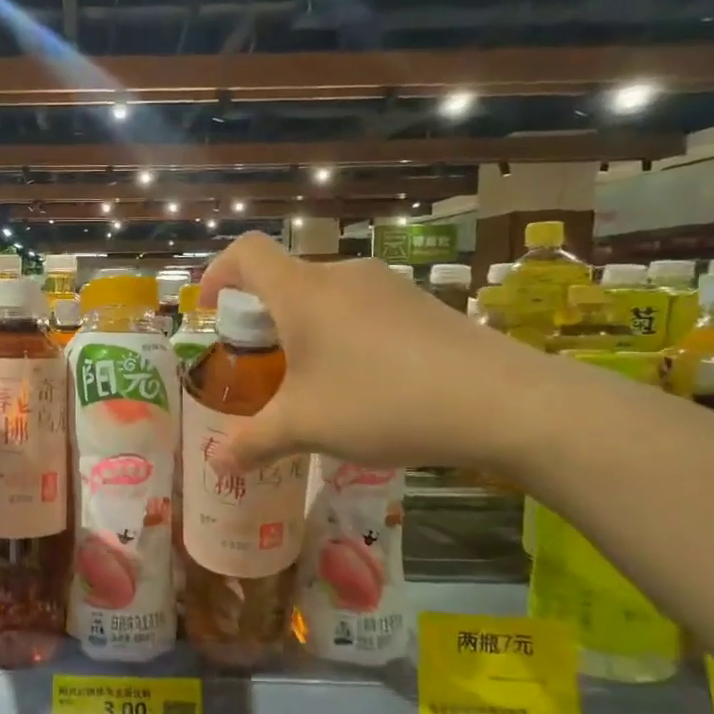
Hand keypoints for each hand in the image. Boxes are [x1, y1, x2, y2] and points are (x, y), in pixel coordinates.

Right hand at [198, 233, 553, 471]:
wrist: (502, 401)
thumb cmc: (381, 402)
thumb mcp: (305, 428)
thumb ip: (253, 442)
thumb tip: (219, 460)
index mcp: (302, 292)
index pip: (245, 253)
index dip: (218, 273)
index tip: (211, 311)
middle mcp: (342, 276)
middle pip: (285, 279)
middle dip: (261, 317)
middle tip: (261, 366)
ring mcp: (388, 286)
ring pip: (326, 297)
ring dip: (305, 329)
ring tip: (313, 382)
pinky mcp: (422, 305)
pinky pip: (364, 310)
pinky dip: (344, 336)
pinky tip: (366, 384)